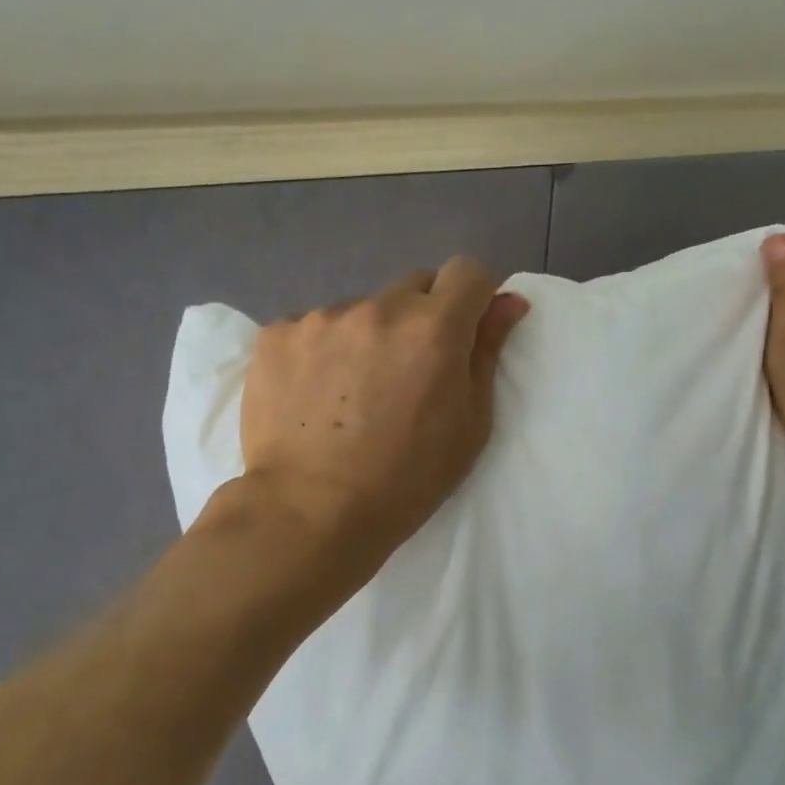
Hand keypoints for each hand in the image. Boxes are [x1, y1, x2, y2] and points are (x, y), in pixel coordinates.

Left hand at [240, 257, 529, 557]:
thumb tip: (508, 302)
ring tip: (352, 393)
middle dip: (422, 316)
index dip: (474, 296)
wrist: (309, 513)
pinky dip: (321, 351)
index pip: (468, 271)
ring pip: (361, 310)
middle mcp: (378, 308)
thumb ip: (487, 353)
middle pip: (414, 286)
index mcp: (433, 329)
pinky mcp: (276, 335)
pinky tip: (313, 396)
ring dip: (368, 336)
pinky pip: (313, 328)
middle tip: (408, 371)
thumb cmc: (406, 480)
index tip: (466, 328)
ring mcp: (321, 317)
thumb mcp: (469, 426)